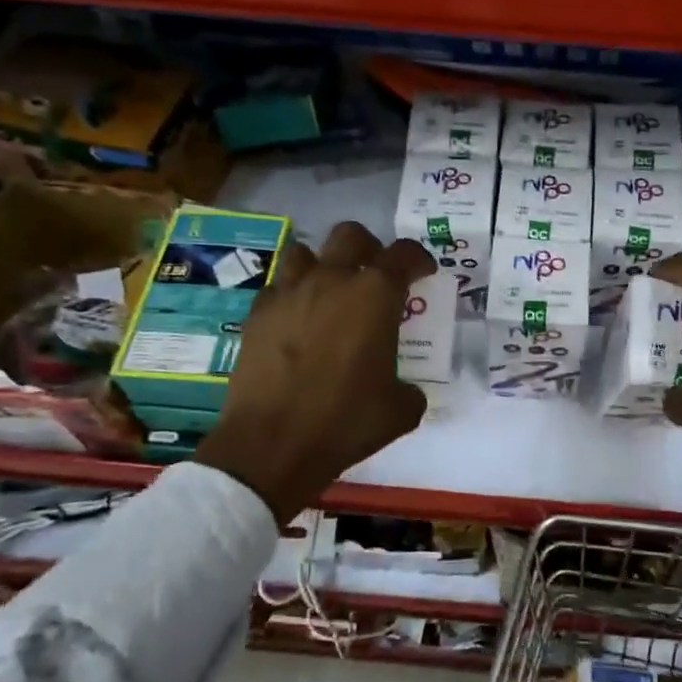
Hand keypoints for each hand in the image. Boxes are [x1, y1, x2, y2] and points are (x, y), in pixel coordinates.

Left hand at [197, 223, 434, 524]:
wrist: (272, 445)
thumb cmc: (345, 422)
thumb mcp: (400, 410)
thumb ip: (410, 389)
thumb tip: (406, 390)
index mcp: (375, 296)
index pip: (404, 255)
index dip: (419, 259)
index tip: (424, 272)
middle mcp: (331, 281)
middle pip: (351, 236)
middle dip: (369, 249)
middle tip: (375, 274)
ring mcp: (289, 293)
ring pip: (305, 251)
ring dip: (323, 264)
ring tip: (330, 292)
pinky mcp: (257, 314)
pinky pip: (278, 287)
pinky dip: (292, 295)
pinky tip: (297, 321)